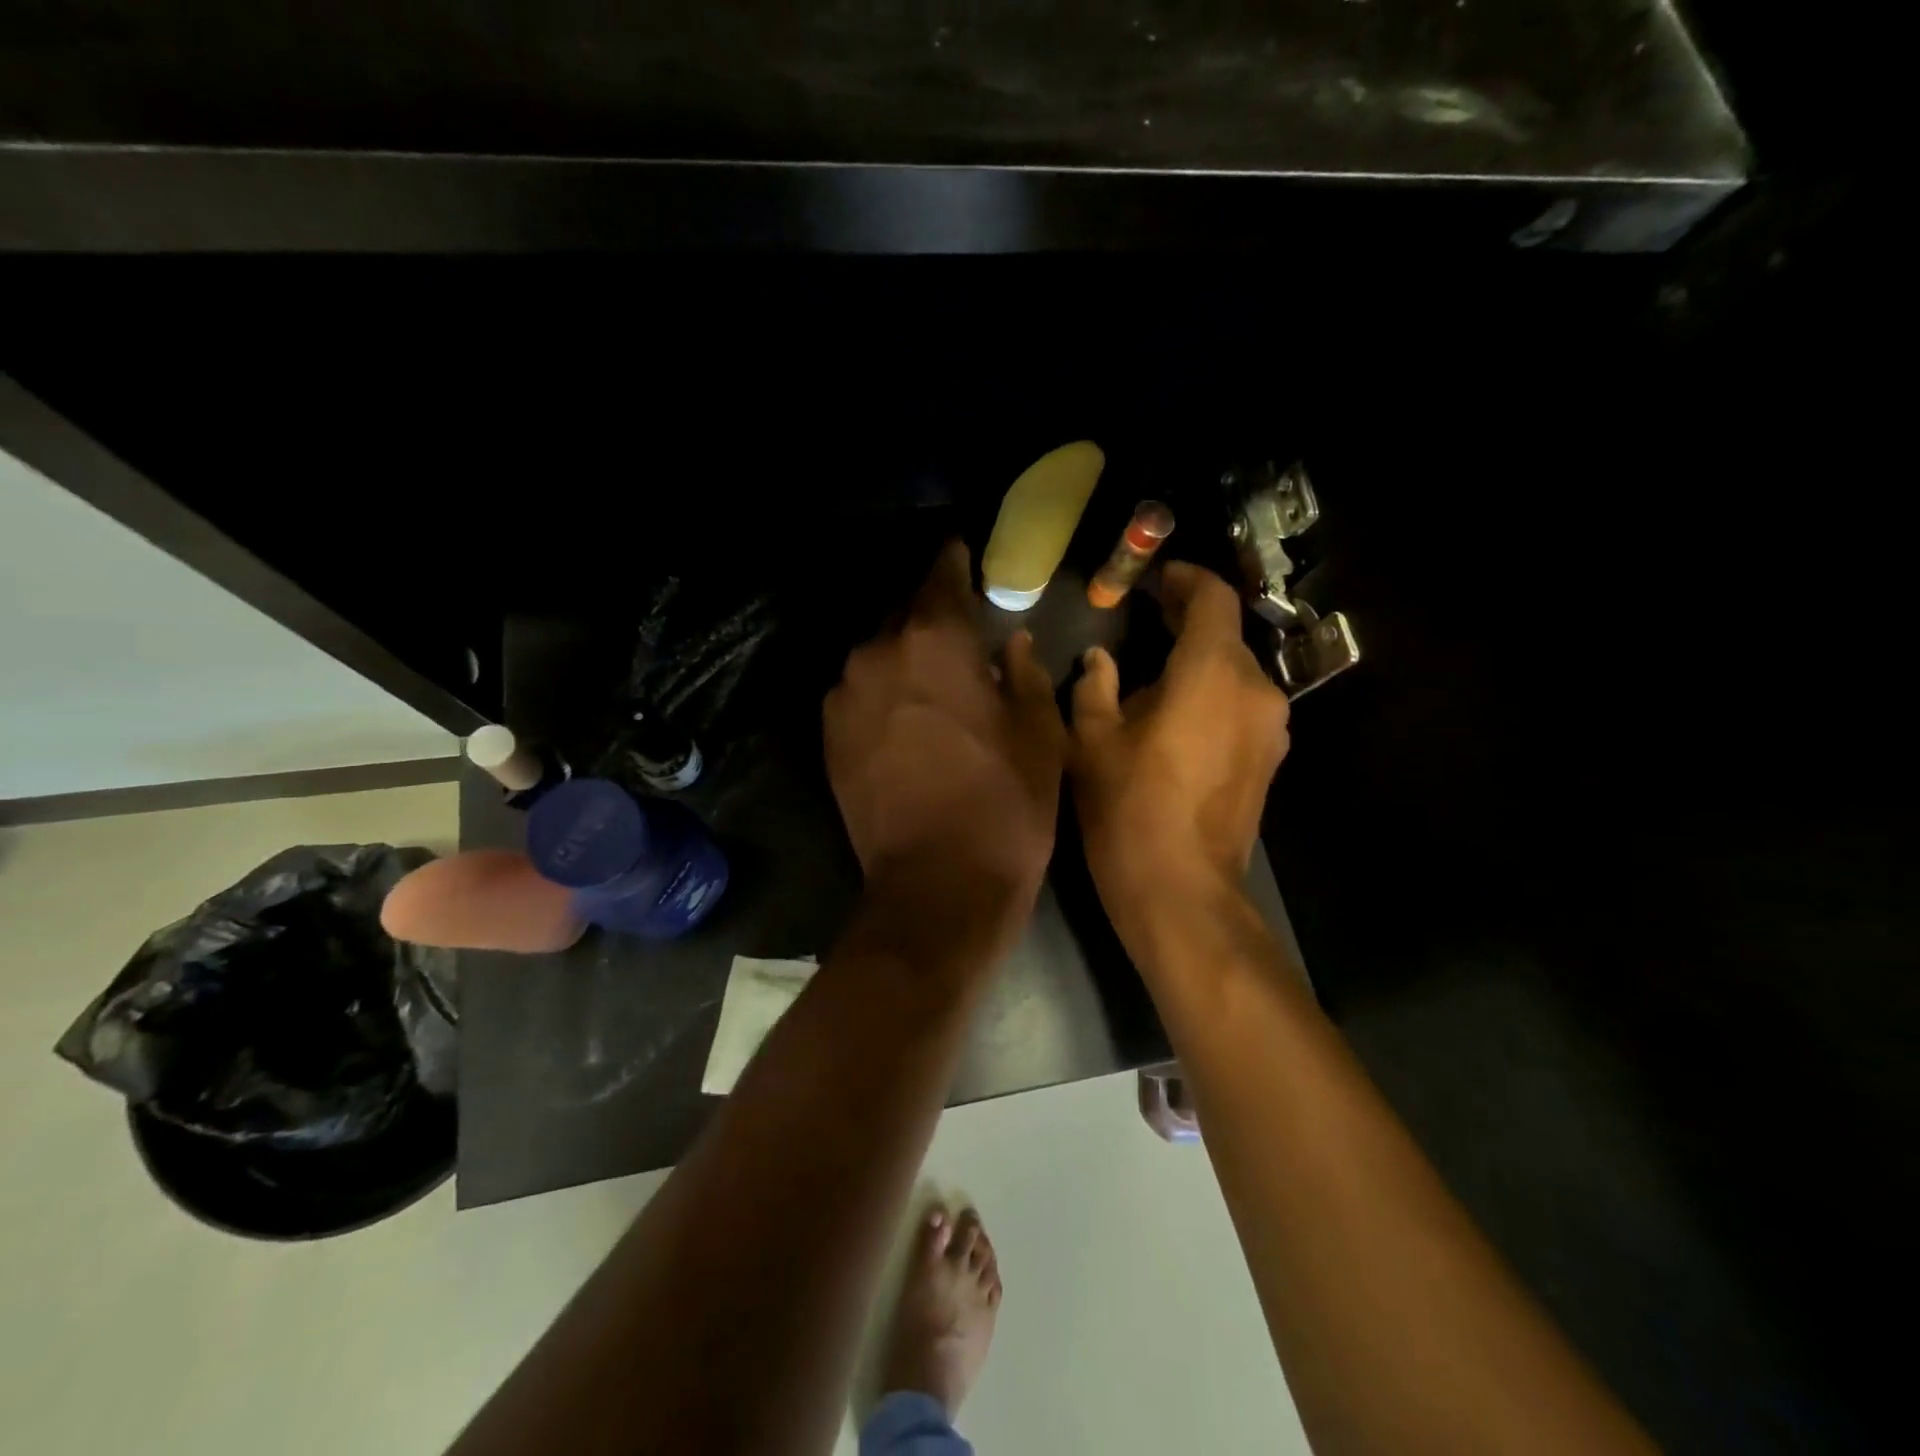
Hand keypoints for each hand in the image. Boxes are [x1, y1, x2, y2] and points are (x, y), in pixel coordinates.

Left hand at [826, 542, 1064, 911]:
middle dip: (932, 617)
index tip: (962, 553)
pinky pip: (860, 692)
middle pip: (905, 614)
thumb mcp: (1039, 732)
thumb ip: (1023, 672)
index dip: (954, 561)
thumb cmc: (1005, 803)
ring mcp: (845, 695)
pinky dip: (884, 692)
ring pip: (879, 654)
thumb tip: (1010, 643)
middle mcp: (877, 652)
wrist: (937, 886)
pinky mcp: (829, 735)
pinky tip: (908, 719)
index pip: (941, 574)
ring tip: (934, 682)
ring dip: (905, 658)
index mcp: (934, 639)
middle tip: (960, 633)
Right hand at [1070, 562, 1289, 911]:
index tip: (1155, 578)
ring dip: (1198, 661)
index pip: (1213, 598)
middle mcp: (1255, 689)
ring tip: (1152, 673)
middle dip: (1186, 620)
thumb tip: (1099, 660)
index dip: (1185, 579)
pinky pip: (1241, 705)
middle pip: (1226, 635)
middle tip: (1145, 617)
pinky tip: (1175, 714)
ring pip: (1234, 672)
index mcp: (1212, 672)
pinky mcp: (1269, 759)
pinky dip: (1211, 693)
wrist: (1181, 891)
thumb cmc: (1128, 808)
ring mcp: (1270, 727)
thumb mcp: (1091, 742)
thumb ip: (1094, 687)